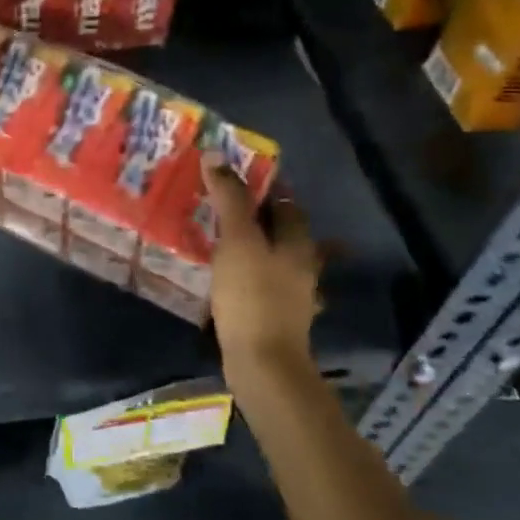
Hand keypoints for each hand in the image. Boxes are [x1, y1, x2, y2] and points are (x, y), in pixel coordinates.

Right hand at [204, 164, 322, 367]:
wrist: (263, 363)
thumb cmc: (252, 294)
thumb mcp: (237, 239)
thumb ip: (229, 198)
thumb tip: (216, 155)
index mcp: (298, 242)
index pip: (286, 202)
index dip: (265, 187)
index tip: (237, 178)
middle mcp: (303, 264)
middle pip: (284, 231)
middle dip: (261, 217)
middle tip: (227, 207)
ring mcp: (294, 294)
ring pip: (277, 259)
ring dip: (258, 247)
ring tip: (225, 240)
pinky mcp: (278, 317)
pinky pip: (266, 285)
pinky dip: (252, 277)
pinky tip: (232, 279)